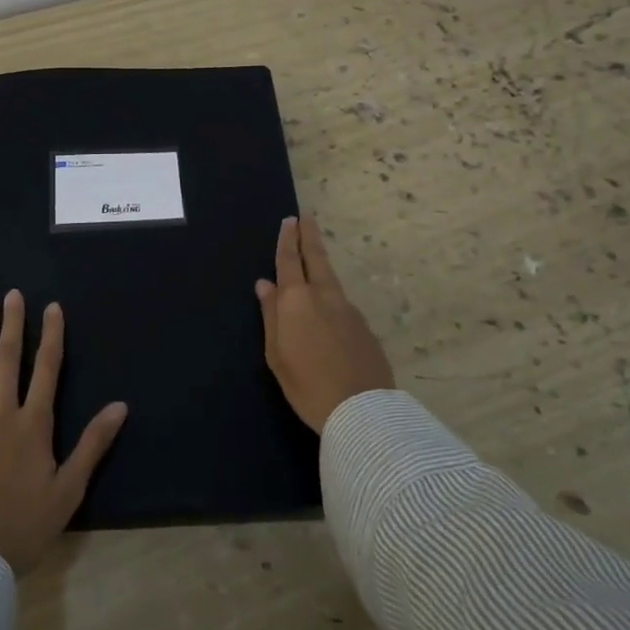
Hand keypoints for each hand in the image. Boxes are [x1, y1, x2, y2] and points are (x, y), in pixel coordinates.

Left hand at [0, 289, 127, 574]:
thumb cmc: (25, 527)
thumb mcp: (69, 490)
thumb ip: (93, 444)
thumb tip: (120, 405)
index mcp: (33, 425)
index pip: (46, 369)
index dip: (51, 335)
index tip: (52, 307)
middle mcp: (1, 415)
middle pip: (9, 360)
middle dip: (13, 325)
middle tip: (13, 295)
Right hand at [255, 215, 394, 432]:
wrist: (362, 411)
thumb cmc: (307, 385)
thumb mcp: (276, 354)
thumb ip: (271, 316)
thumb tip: (265, 285)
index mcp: (297, 300)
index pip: (289, 260)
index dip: (288, 239)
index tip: (290, 220)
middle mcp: (324, 296)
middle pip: (317, 257)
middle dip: (310, 236)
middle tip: (307, 217)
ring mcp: (349, 309)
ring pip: (331, 280)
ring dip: (321, 266)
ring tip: (314, 261)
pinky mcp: (365, 327)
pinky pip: (342, 305)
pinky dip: (332, 299)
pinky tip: (328, 316)